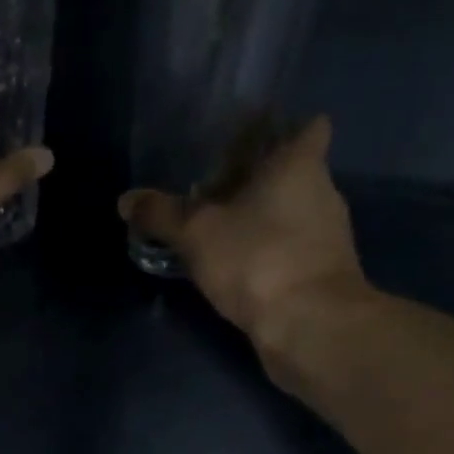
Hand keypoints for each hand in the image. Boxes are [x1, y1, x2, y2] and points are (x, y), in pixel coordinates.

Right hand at [119, 116, 375, 381]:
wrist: (310, 325)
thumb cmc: (257, 258)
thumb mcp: (196, 233)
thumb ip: (161, 214)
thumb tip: (126, 200)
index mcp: (299, 165)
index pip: (307, 128)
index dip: (282, 131)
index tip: (250, 143)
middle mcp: (322, 192)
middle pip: (293, 173)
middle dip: (257, 180)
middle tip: (215, 191)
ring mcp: (328, 235)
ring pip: (292, 213)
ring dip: (261, 219)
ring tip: (219, 232)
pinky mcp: (324, 273)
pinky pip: (292, 249)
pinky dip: (268, 253)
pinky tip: (237, 268)